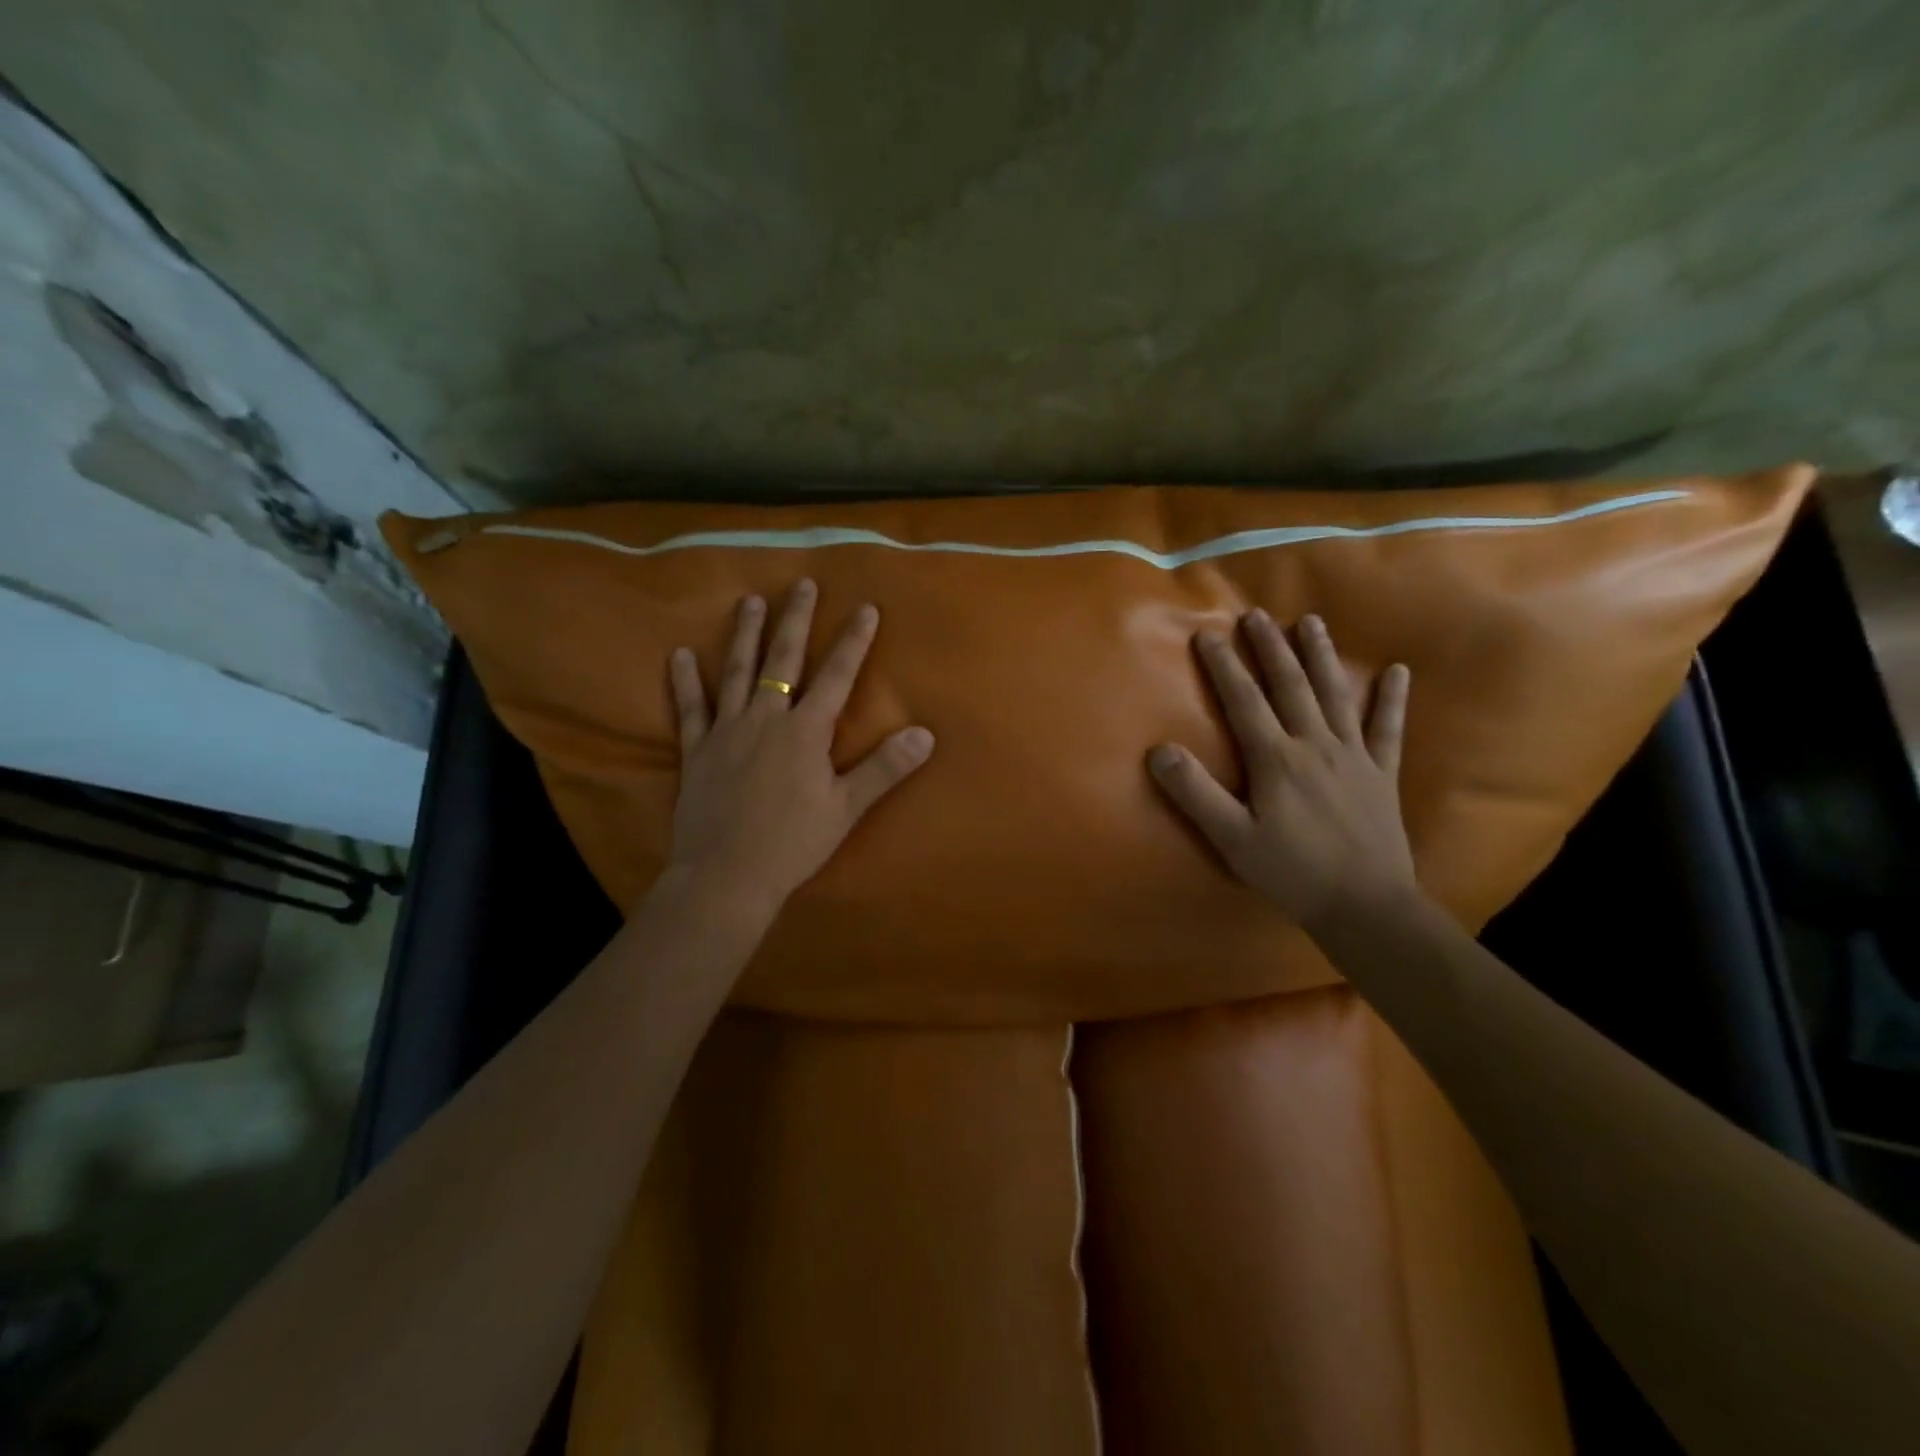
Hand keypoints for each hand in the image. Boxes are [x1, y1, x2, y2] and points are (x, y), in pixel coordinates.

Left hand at [664, 580, 933, 915]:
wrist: (727, 875)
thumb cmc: (793, 843)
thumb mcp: (847, 807)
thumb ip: (884, 768)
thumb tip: (925, 734)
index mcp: (806, 732)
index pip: (837, 676)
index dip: (854, 641)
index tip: (865, 607)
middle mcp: (766, 719)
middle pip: (783, 660)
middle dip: (796, 620)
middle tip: (802, 584)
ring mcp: (727, 731)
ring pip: (737, 672)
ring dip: (745, 634)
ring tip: (750, 602)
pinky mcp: (697, 750)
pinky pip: (690, 708)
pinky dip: (685, 681)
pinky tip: (679, 654)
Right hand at [1148, 610, 1417, 935]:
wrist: (1366, 904)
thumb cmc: (1292, 871)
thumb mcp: (1232, 838)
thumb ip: (1195, 793)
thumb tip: (1158, 751)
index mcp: (1276, 758)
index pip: (1244, 701)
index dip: (1224, 666)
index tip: (1207, 634)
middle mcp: (1315, 744)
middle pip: (1290, 685)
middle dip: (1270, 647)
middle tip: (1256, 615)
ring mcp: (1354, 755)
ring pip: (1335, 694)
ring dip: (1322, 656)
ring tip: (1311, 622)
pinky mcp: (1382, 772)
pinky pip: (1388, 728)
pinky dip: (1392, 698)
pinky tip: (1398, 671)